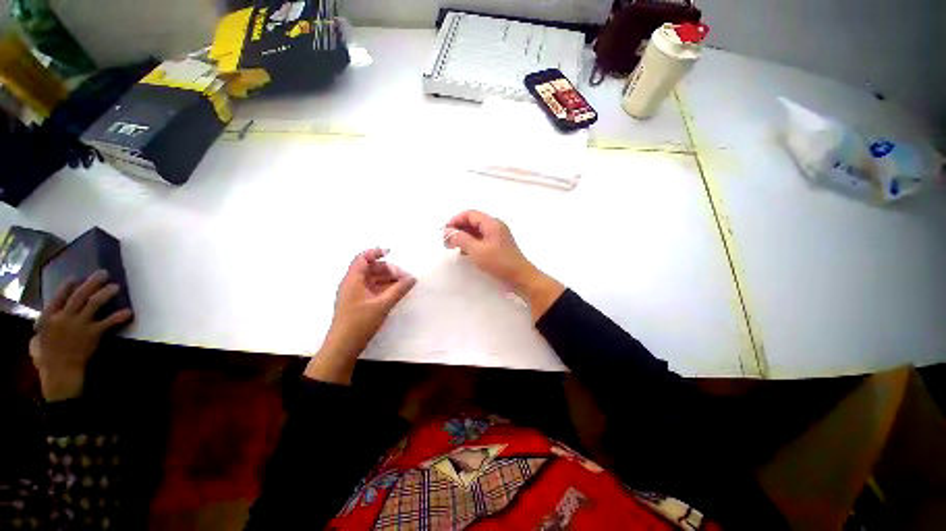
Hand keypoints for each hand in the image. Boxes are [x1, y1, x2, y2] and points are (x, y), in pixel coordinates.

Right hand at [30, 271, 132, 401]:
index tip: (75, 277)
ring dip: (105, 294)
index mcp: (48, 318)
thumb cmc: (47, 359)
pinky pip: (108, 322)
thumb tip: (39, 328)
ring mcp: (79, 325)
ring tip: (116, 286)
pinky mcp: (93, 334)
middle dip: (91, 283)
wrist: (60, 372)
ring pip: (94, 304)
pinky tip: (128, 312)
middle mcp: (64, 317)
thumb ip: (41, 331)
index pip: (57, 297)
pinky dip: (118, 316)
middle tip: (103, 273)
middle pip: (79, 296)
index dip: (67, 287)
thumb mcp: (37, 342)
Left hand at [305, 249, 415, 383]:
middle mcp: (351, 283)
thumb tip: (412, 278)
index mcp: (353, 279)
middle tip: (403, 276)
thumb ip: (399, 289)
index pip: (363, 258)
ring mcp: (354, 294)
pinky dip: (383, 288)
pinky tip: (395, 293)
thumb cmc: (360, 322)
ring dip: (387, 279)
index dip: (376, 252)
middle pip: (370, 268)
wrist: (343, 346)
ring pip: (372, 279)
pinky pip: (371, 289)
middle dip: (387, 269)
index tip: (391, 252)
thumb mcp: (383, 304)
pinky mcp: (357, 303)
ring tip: (402, 285)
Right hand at [444, 210, 563, 320]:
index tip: (444, 232)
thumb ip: (461, 239)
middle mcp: (495, 226)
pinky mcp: (498, 245)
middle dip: (458, 229)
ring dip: (463, 237)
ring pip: (476, 231)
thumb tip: (447, 232)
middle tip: (446, 241)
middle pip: (472, 221)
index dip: (455, 221)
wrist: (520, 277)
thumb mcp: (477, 250)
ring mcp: (497, 236)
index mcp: (491, 223)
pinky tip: (464, 253)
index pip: (469, 214)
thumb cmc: (499, 263)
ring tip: (453, 247)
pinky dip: (471, 243)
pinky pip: (481, 239)